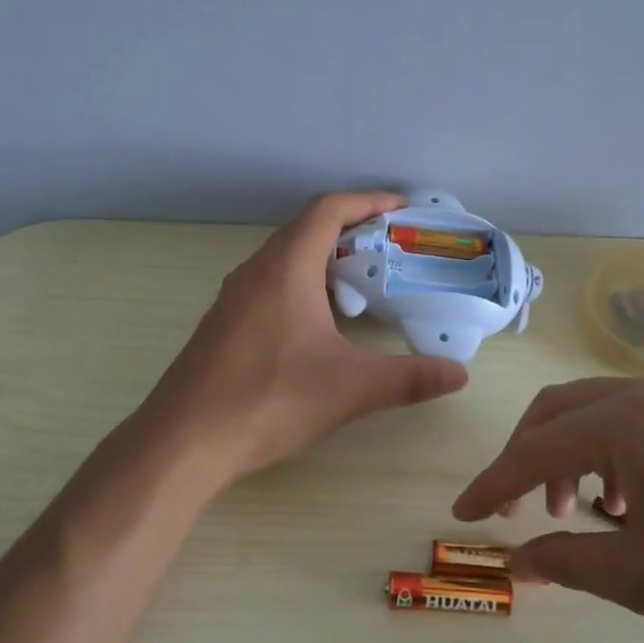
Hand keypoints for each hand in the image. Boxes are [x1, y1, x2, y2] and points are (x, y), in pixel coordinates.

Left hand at [143, 191, 469, 483]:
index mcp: (286, 269)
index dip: (367, 201)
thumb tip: (460, 374)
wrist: (184, 441)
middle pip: (305, 229)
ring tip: (360, 284)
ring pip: (284, 258)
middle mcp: (255, 272)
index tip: (400, 209)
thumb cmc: (269, 400)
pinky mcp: (222, 324)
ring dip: (323, 258)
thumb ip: (409, 378)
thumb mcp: (349, 389)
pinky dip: (301, 284)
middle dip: (350, 229)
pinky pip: (268, 284)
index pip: (328, 210)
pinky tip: (317, 324)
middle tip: (389, 250)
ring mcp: (233, 298)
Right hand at [452, 376, 643, 642]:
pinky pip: (639, 420)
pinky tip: (627, 501)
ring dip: (570, 453)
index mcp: (631, 421)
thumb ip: (567, 562)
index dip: (494, 482)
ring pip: (600, 411)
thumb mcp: (642, 578)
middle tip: (515, 508)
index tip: (463, 514)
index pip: (538, 447)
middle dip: (528, 456)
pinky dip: (611, 452)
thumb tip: (514, 562)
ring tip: (575, 511)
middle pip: (562, 409)